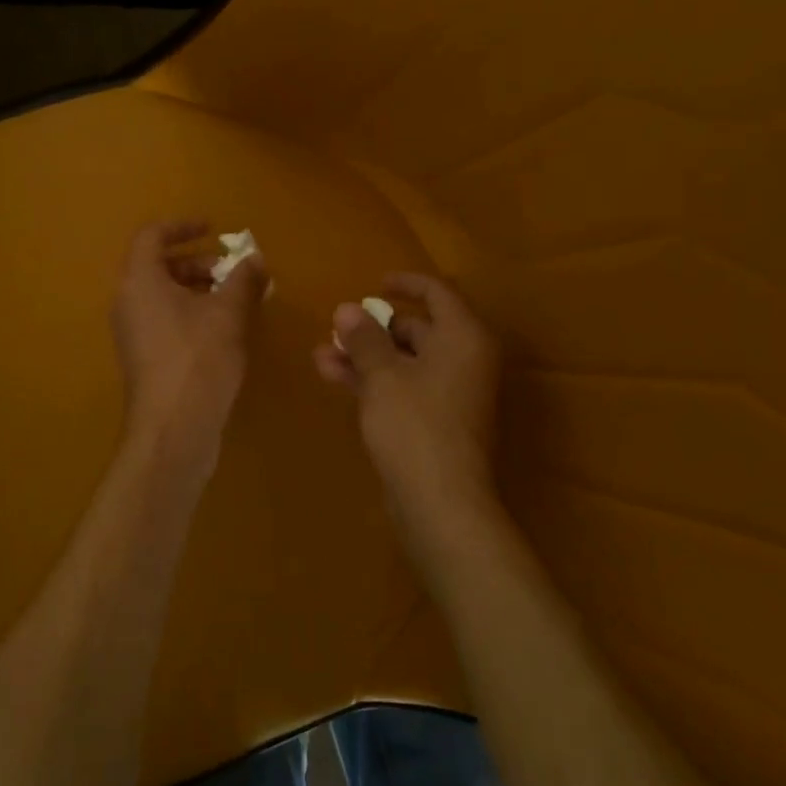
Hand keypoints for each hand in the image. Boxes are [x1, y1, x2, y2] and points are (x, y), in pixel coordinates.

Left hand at [111, 220, 269, 482]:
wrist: (173, 428)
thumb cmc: (198, 358)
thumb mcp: (229, 313)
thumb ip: (243, 279)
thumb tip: (255, 259)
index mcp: (140, 281)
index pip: (152, 236)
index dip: (183, 227)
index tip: (213, 229)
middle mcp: (128, 302)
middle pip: (158, 266)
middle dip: (198, 262)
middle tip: (232, 272)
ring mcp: (133, 332)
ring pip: (163, 295)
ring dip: (198, 289)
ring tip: (235, 300)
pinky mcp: (143, 358)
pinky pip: (165, 319)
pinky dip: (191, 313)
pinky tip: (223, 330)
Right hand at [315, 273, 502, 559]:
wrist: (440, 502)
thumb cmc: (415, 425)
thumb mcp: (382, 374)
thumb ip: (364, 337)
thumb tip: (348, 308)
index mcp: (463, 338)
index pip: (438, 293)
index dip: (406, 283)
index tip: (374, 283)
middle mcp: (464, 360)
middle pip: (418, 329)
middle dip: (373, 328)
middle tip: (336, 328)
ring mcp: (451, 393)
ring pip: (404, 361)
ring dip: (365, 356)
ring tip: (322, 354)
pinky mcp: (436, 422)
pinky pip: (403, 388)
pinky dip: (374, 381)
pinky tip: (335, 377)